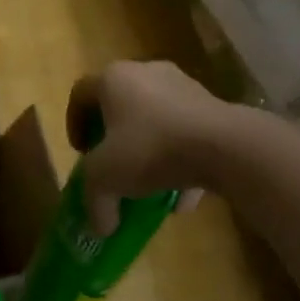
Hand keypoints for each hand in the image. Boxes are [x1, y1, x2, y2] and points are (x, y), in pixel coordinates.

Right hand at [67, 60, 222, 233]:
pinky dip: (179, 159)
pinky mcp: (212, 105)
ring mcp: (183, 86)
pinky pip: (185, 132)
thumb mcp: (107, 177)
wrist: (225, 146)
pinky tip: (182, 197)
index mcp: (113, 78)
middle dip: (114, 137)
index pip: (81, 94)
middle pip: (119, 104)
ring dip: (148, 150)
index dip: (74, 123)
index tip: (81, 153)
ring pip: (155, 119)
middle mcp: (146, 72)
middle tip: (112, 164)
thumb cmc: (151, 148)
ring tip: (149, 186)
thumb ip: (95, 201)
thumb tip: (99, 228)